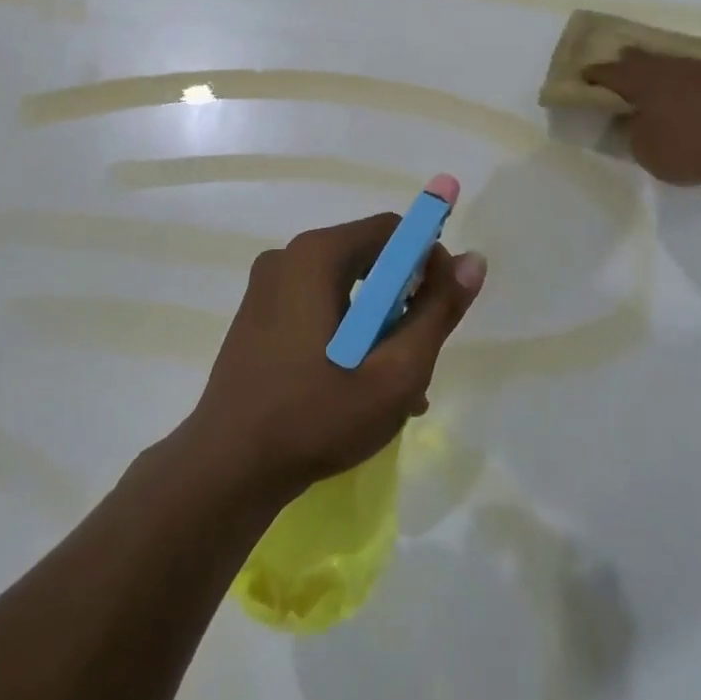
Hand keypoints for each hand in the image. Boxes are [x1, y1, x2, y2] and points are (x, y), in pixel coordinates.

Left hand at [184, 213, 486, 499]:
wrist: (226, 469)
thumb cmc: (316, 417)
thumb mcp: (395, 371)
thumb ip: (438, 311)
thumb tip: (474, 261)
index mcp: (316, 256)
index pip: (392, 230)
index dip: (429, 261)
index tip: (443, 309)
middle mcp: (287, 259)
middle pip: (368, 259)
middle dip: (405, 302)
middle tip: (419, 356)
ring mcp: (266, 289)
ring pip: (345, 290)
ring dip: (380, 327)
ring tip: (398, 387)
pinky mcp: (257, 318)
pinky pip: (318, 309)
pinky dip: (347, 335)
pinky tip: (361, 387)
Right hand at [582, 49, 700, 187]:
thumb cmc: (683, 150)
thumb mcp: (643, 148)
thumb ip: (635, 128)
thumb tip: (637, 118)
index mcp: (642, 82)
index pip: (611, 73)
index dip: (596, 74)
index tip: (585, 75)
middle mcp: (669, 70)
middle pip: (642, 59)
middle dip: (627, 61)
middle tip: (617, 62)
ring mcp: (700, 73)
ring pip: (670, 62)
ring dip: (658, 66)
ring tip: (651, 72)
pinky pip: (693, 74)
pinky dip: (682, 78)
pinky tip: (684, 87)